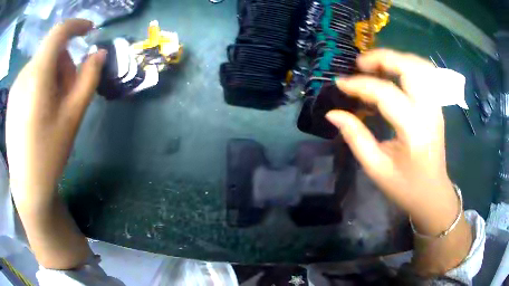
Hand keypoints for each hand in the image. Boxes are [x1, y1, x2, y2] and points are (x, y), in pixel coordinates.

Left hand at [6, 19, 105, 268]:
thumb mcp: (73, 116)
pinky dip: (39, 85)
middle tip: (67, 94)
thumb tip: (98, 53)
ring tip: (51, 108)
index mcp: (38, 75)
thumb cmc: (50, 153)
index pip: (58, 32)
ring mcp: (15, 86)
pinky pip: (29, 78)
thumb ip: (88, 78)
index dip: (76, 25)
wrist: (27, 187)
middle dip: (63, 65)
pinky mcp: (11, 98)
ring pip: (39, 65)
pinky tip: (38, 113)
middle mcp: (24, 73)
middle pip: (50, 52)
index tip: (89, 30)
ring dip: (51, 77)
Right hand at [326, 49, 471, 274]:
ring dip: (397, 58)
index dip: (360, 85)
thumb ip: (355, 137)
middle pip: (410, 68)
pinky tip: (395, 72)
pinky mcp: (437, 106)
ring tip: (376, 65)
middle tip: (361, 64)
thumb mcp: (376, 168)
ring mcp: (436, 107)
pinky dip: (408, 65)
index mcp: (414, 132)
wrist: (432, 194)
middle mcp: (429, 113)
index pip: (386, 95)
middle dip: (383, 58)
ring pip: (420, 66)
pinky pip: (426, 74)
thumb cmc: (405, 187)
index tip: (340, 84)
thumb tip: (333, 114)